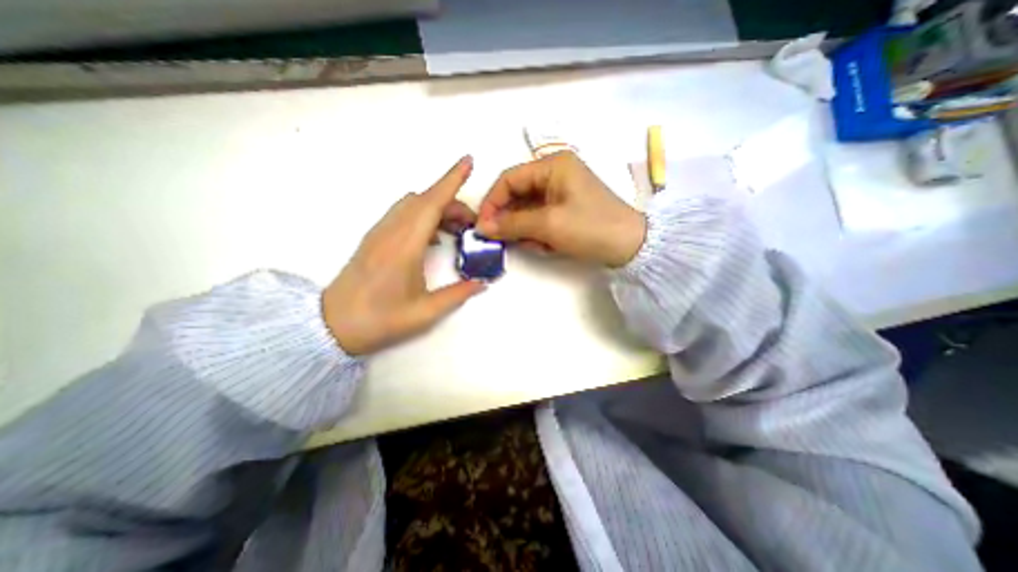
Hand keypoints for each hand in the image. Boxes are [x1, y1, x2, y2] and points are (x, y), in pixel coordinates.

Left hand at [324, 154, 486, 355]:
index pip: (431, 203)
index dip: (451, 180)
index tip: (467, 162)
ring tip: (455, 230)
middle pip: (425, 200)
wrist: (333, 325)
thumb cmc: (380, 320)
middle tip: (472, 224)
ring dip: (437, 208)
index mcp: (405, 247)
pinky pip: (403, 214)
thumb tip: (482, 282)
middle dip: (453, 202)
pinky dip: (424, 216)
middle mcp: (391, 232)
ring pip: (413, 204)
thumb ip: (458, 294)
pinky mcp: (375, 238)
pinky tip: (433, 239)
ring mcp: (380, 233)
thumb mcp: (425, 312)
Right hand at [479, 153, 643, 267]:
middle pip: (517, 195)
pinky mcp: (565, 208)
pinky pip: (540, 219)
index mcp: (552, 165)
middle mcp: (555, 173)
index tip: (483, 226)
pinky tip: (548, 245)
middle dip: (511, 220)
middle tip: (506, 241)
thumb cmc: (590, 227)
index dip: (492, 202)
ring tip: (538, 245)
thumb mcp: (548, 225)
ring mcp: (561, 191)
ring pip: (527, 210)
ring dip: (526, 230)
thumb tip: (482, 227)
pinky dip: (539, 233)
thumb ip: (511, 224)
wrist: (630, 247)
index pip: (509, 179)